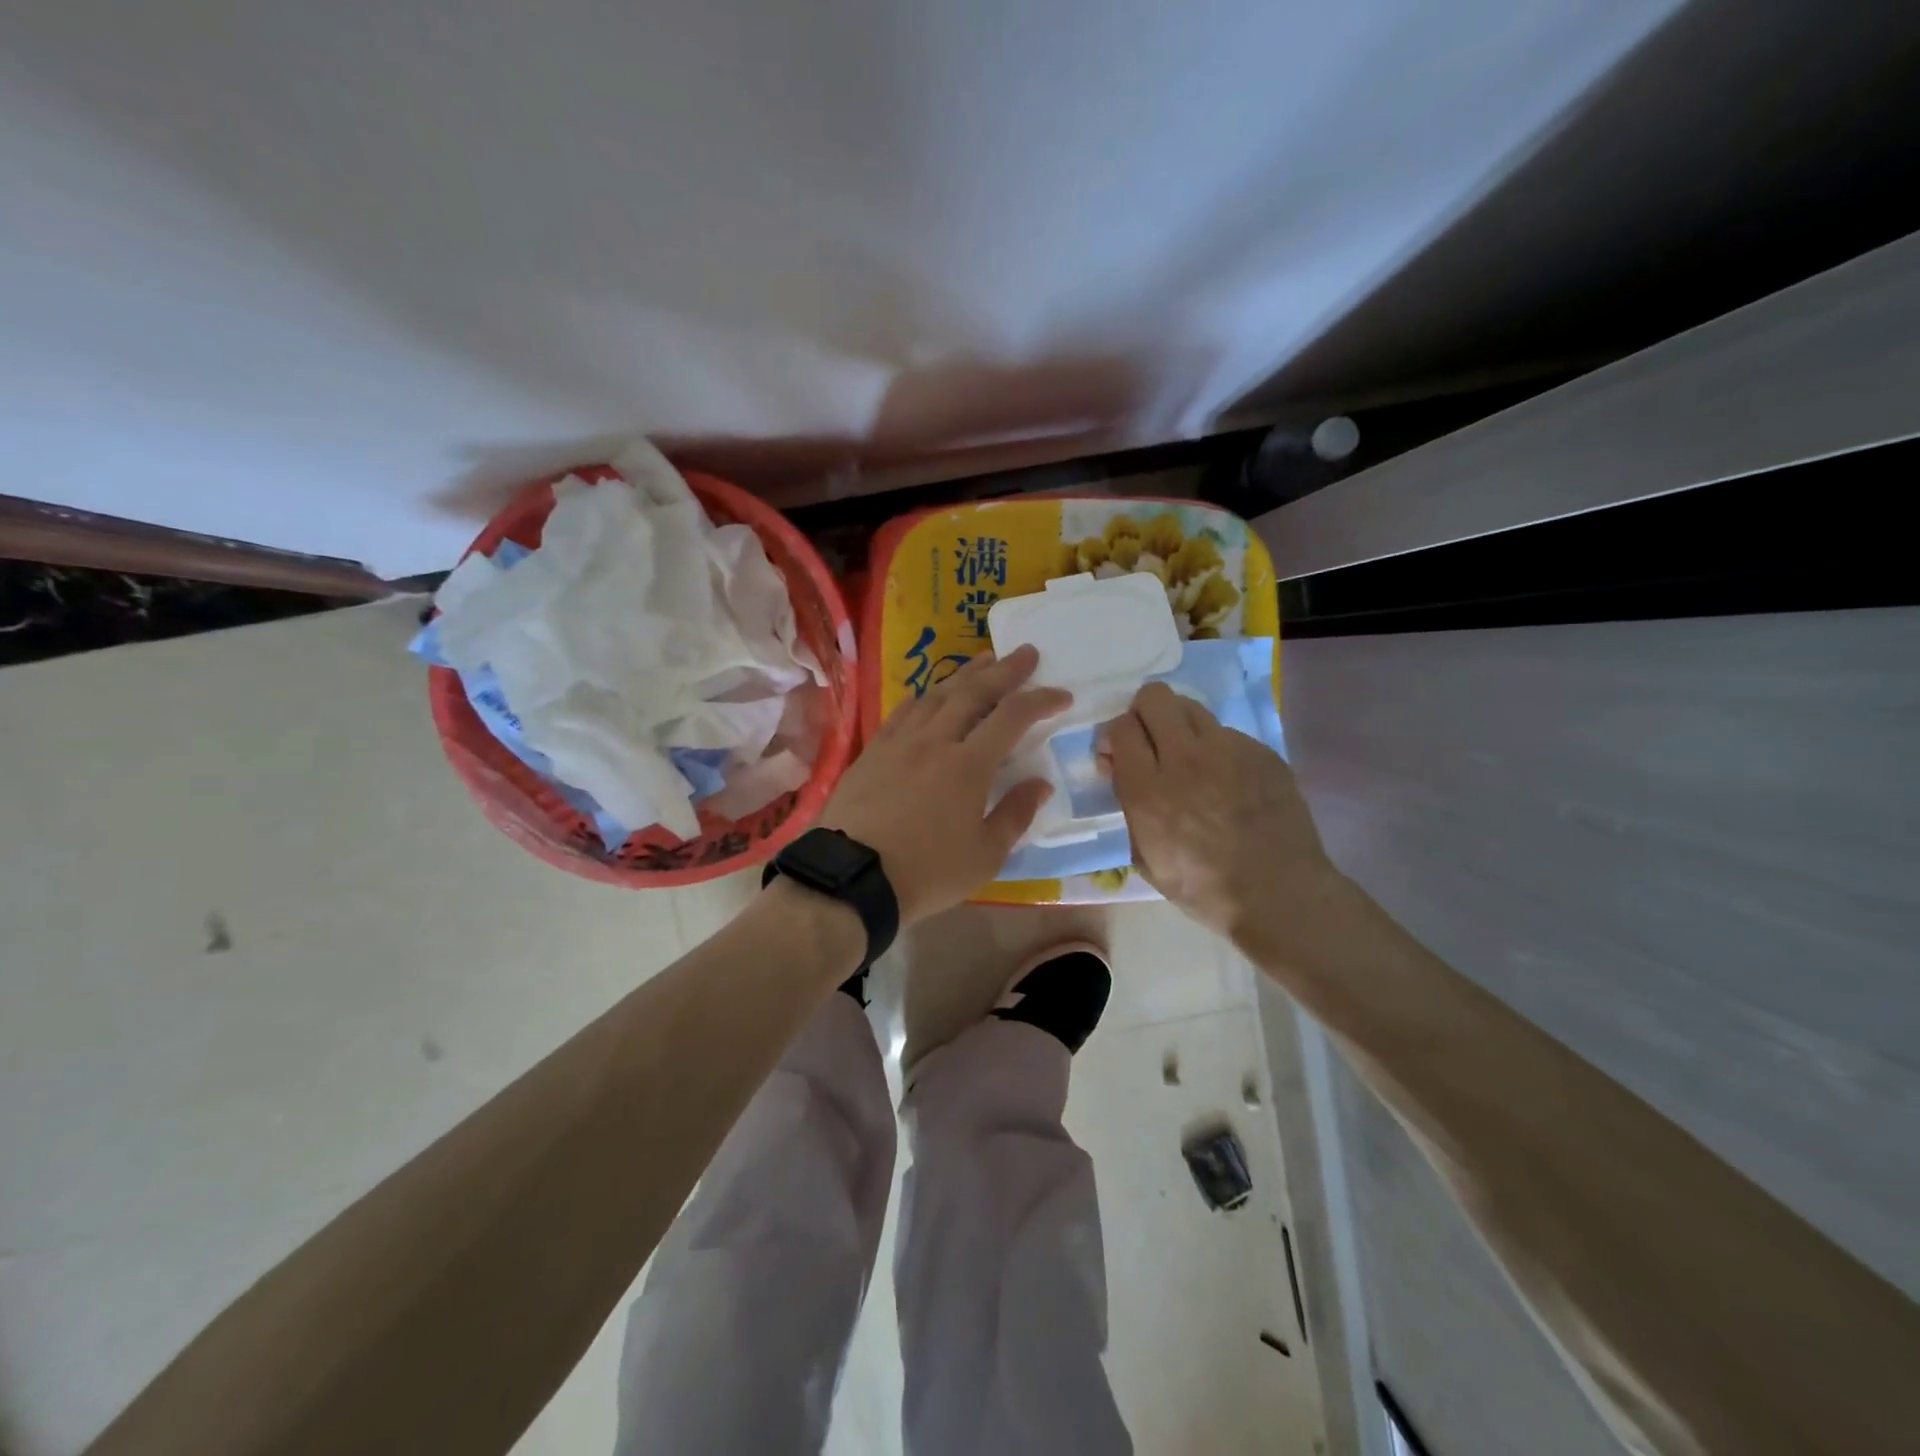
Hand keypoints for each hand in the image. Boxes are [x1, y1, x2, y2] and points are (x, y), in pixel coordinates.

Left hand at [819, 645, 1069, 923]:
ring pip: (936, 694)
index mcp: (969, 764)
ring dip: (964, 674)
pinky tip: (929, 694)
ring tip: (983, 661)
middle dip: (1005, 669)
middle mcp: (935, 740)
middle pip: (974, 691)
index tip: (1062, 695)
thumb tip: (1040, 783)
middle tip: (1025, 652)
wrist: (852, 876)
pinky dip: (925, 697)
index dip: (1041, 700)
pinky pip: (903, 711)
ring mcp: (899, 742)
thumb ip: (1016, 814)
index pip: (1012, 716)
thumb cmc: (927, 872)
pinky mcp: (872, 751)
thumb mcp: (985, 855)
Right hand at [1101, 682, 1338, 942]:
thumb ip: (1128, 806)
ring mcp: (1229, 750)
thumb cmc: (1204, 889)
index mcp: (1150, 790)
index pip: (1120, 727)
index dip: (1114, 737)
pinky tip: (1228, 783)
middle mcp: (1186, 758)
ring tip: (1190, 760)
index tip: (1118, 756)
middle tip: (1150, 742)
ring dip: (1180, 726)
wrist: (1281, 895)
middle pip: (1154, 697)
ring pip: (1192, 708)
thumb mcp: (1146, 858)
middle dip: (1143, 713)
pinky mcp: (1262, 752)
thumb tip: (1119, 770)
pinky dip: (1217, 749)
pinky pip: (1228, 733)